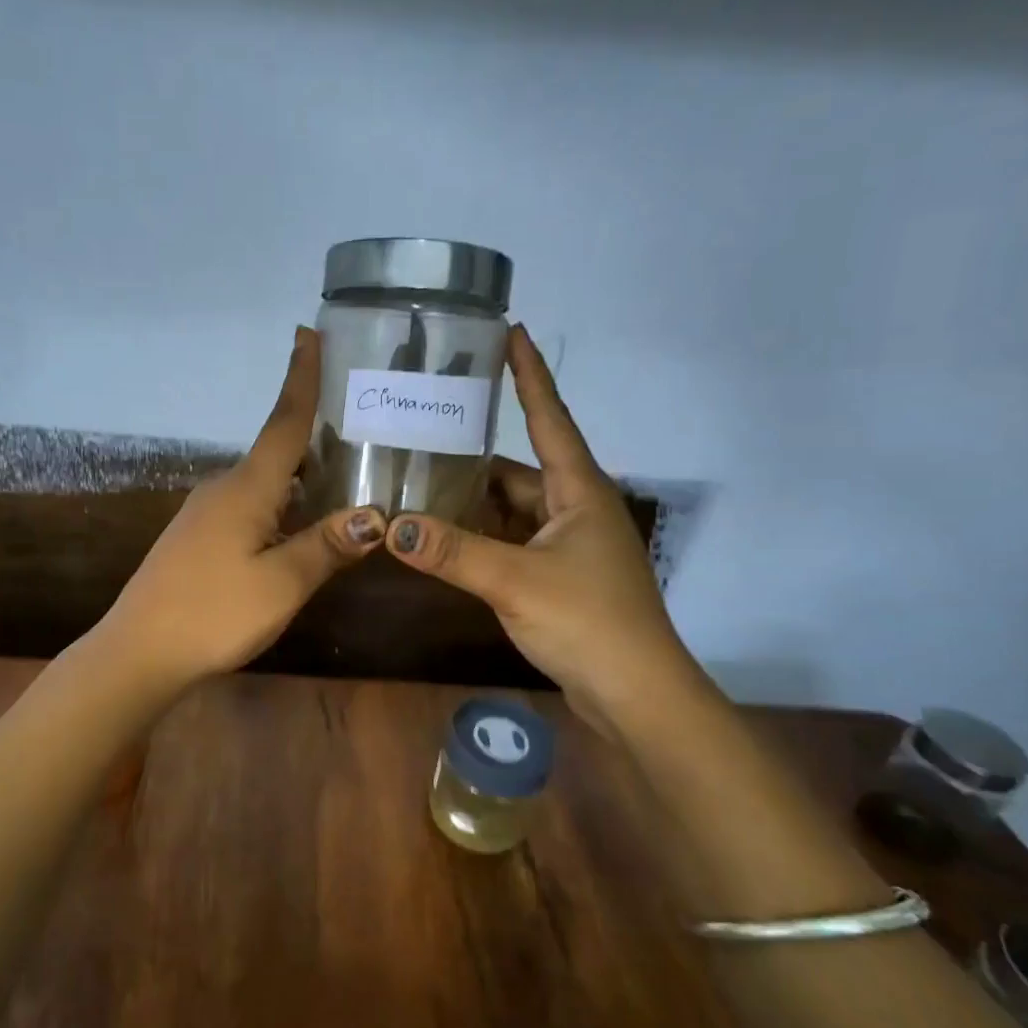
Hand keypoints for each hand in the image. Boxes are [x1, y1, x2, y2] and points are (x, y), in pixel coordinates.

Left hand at [97, 327, 385, 690]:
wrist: (139, 652)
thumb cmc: (212, 614)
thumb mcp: (281, 584)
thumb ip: (327, 546)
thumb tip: (374, 516)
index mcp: (246, 488)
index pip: (284, 422)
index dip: (301, 378)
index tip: (309, 333)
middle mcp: (224, 489)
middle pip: (278, 450)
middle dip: (316, 433)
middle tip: (361, 423)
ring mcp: (206, 514)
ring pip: (266, 483)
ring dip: (302, 475)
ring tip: (346, 476)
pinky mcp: (199, 538)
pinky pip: (251, 506)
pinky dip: (282, 504)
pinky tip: (302, 525)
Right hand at [383, 324, 701, 722]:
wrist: (636, 695)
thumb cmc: (589, 623)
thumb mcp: (514, 581)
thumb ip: (452, 552)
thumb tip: (392, 524)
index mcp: (579, 491)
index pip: (550, 418)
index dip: (530, 375)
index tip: (511, 332)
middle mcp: (576, 508)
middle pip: (518, 469)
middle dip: (473, 455)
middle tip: (422, 433)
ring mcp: (568, 545)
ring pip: (511, 509)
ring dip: (472, 503)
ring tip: (417, 484)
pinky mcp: (558, 576)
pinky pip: (510, 541)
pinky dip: (479, 538)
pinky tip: (442, 539)